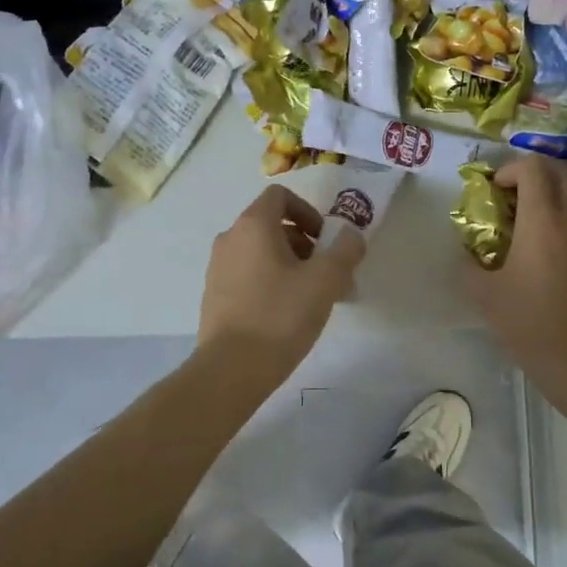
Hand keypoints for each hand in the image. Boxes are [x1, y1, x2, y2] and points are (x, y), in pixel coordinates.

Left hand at [198, 184, 365, 375]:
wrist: (230, 370)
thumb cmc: (280, 316)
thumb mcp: (326, 281)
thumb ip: (345, 251)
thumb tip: (352, 236)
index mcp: (253, 226)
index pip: (280, 196)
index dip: (308, 211)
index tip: (325, 240)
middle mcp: (230, 239)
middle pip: (271, 225)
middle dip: (304, 242)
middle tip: (326, 272)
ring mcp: (217, 268)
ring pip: (260, 252)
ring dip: (289, 264)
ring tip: (311, 297)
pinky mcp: (214, 296)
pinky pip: (247, 275)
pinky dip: (270, 281)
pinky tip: (286, 314)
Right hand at [466, 156, 566, 392]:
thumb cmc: (530, 324)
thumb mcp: (484, 295)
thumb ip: (469, 264)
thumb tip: (467, 252)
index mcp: (543, 221)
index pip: (533, 167)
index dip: (510, 169)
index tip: (493, 190)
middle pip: (560, 170)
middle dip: (533, 172)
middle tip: (510, 196)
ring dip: (550, 194)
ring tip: (526, 223)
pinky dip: (564, 216)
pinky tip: (546, 250)